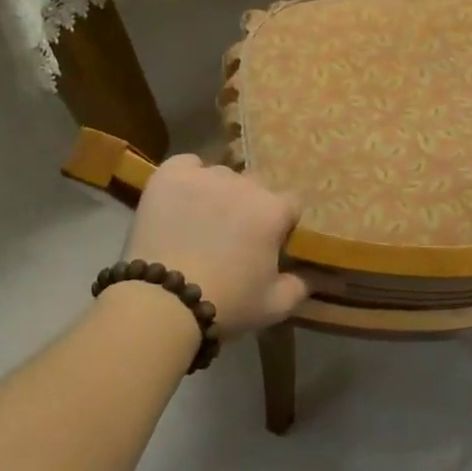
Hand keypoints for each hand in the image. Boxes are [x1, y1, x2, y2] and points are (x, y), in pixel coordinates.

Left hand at [122, 155, 307, 336]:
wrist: (164, 302)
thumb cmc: (227, 303)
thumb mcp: (275, 306)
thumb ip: (299, 287)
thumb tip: (307, 277)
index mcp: (274, 210)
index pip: (290, 205)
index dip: (281, 225)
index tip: (270, 244)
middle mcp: (245, 184)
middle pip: (256, 187)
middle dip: (250, 207)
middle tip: (233, 237)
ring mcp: (206, 177)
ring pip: (222, 176)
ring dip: (219, 193)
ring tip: (202, 220)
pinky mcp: (170, 176)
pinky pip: (187, 164)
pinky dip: (188, 176)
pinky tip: (182, 197)